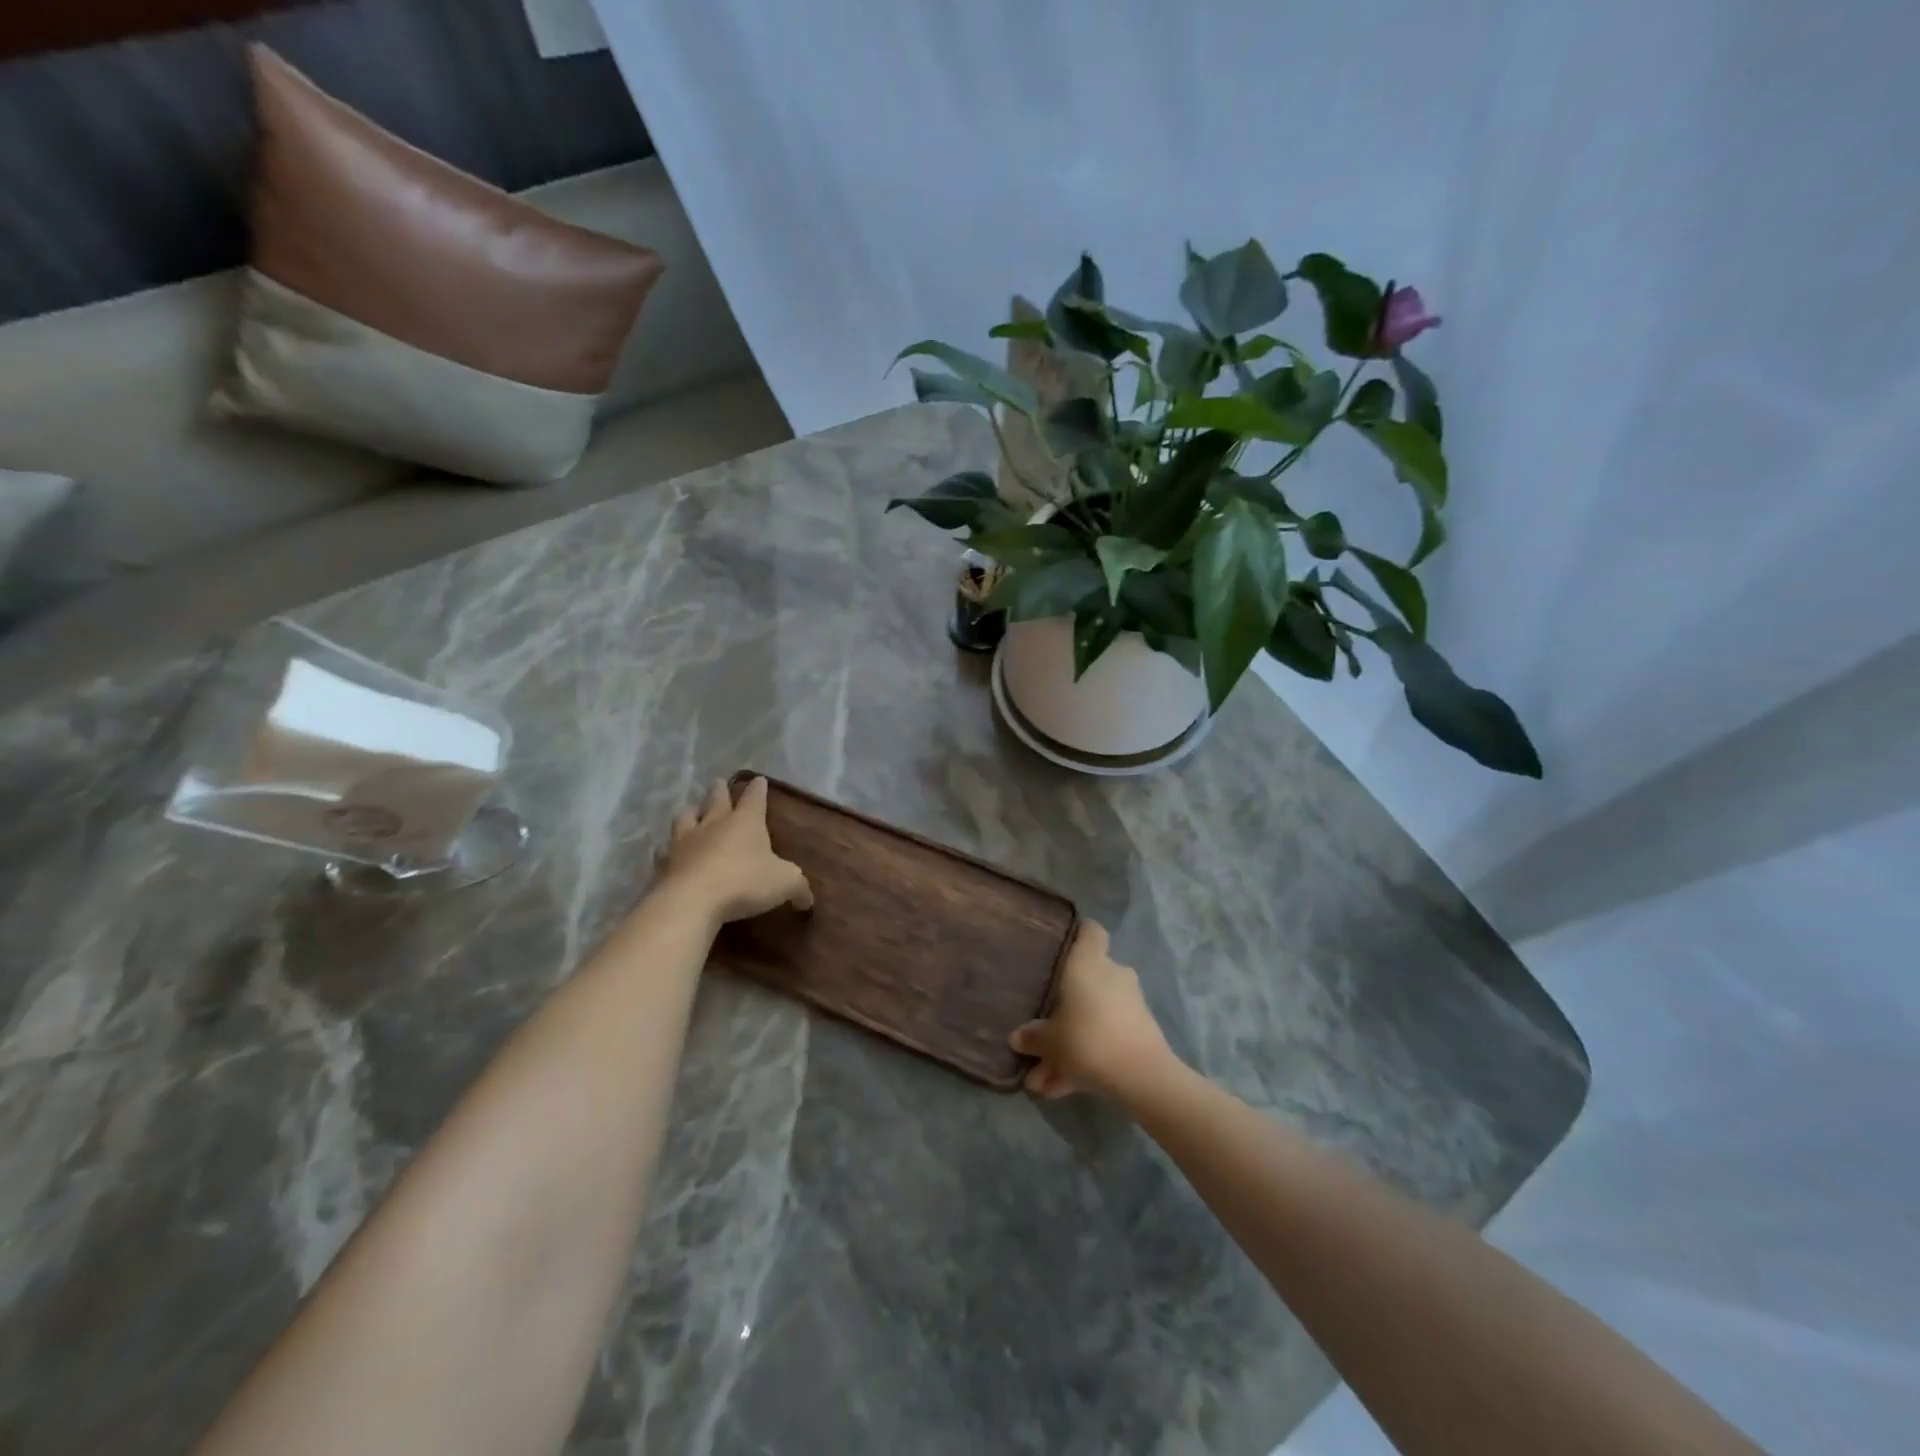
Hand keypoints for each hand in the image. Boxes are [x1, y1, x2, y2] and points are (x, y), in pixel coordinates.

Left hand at [660, 777, 812, 924]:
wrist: (692, 900)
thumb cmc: (744, 882)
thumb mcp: (784, 883)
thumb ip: (798, 887)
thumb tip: (807, 898)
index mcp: (745, 822)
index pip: (754, 798)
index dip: (758, 789)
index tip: (759, 780)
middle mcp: (714, 824)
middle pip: (715, 799)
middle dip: (719, 791)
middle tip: (719, 783)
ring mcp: (685, 841)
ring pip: (685, 817)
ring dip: (690, 813)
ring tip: (691, 812)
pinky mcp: (665, 863)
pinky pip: (664, 851)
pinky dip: (667, 850)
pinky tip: (667, 853)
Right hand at [1009, 919, 1174, 1100]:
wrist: (1142, 1075)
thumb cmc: (1087, 1038)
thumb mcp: (1049, 1040)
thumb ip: (1033, 1036)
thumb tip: (1018, 1037)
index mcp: (1089, 962)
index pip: (1090, 930)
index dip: (1077, 934)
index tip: (1060, 946)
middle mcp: (1112, 974)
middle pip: (1087, 979)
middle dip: (1065, 1005)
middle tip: (1042, 1027)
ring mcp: (1130, 1003)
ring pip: (1093, 1015)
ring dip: (1071, 1041)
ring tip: (1043, 1080)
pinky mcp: (1141, 1031)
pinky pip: (1105, 1038)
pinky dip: (1086, 1058)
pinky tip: (1061, 1089)